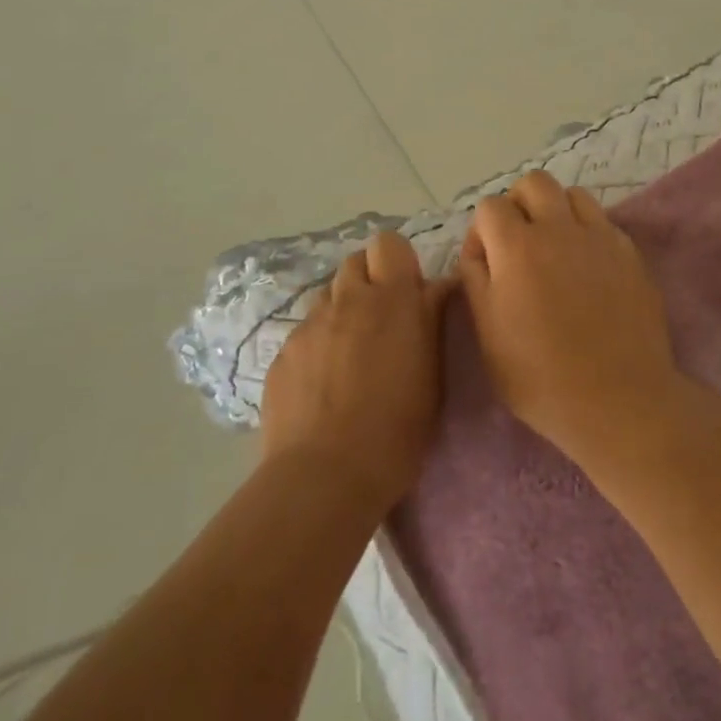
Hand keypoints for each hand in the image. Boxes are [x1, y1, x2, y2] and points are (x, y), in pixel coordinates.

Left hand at [262, 233, 454, 514]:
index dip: (397, 261)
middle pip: (355, 262)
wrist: (324, 476)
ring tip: (349, 353)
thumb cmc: (396, 429)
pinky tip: (322, 383)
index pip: (389, 244)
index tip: (408, 291)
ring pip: (327, 297)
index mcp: (391, 299)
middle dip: (369, 281)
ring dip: (342, 311)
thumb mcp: (432, 374)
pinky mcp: (283, 354)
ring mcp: (310, 325)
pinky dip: (317, 345)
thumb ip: (431, 321)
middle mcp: (347, 300)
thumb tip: (438, 287)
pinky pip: (304, 332)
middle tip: (380, 319)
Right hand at [459, 171, 684, 462]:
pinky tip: (588, 268)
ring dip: (556, 211)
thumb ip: (476, 282)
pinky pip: (603, 221)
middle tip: (518, 243)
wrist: (619, 400)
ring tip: (556, 249)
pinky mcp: (630, 252)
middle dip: (519, 204)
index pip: (490, 206)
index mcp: (517, 247)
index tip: (486, 263)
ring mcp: (599, 236)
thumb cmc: (542, 378)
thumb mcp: (488, 337)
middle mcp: (559, 228)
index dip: (481, 231)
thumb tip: (478, 251)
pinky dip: (588, 232)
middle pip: (534, 183)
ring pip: (572, 194)